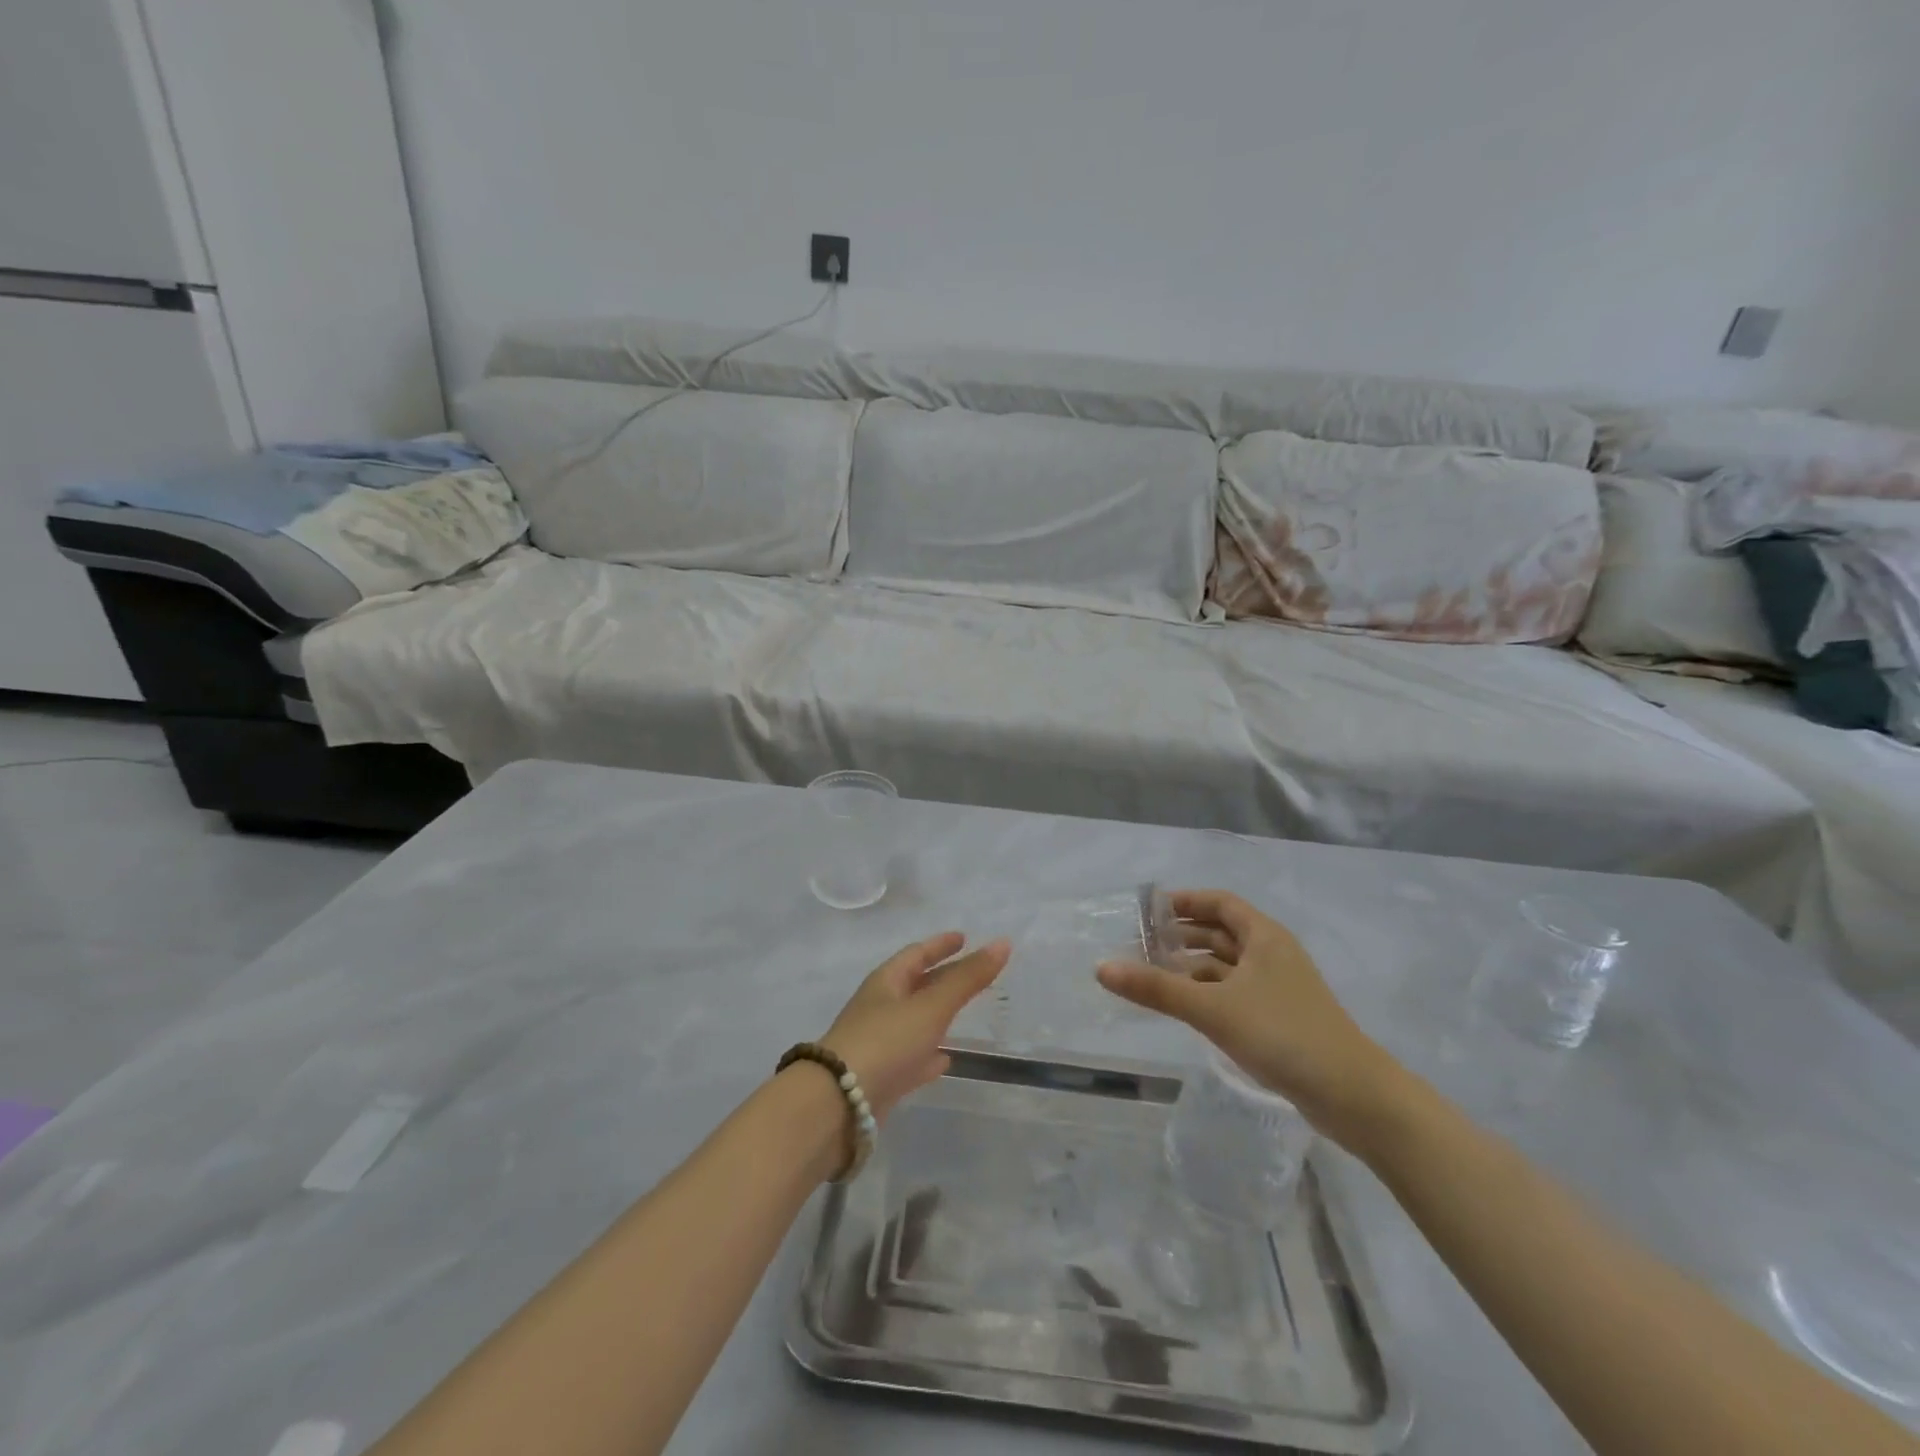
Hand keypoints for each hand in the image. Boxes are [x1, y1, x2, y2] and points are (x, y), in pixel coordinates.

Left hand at [819, 933, 1011, 1122]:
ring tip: (963, 1013)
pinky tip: (945, 1060)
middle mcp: (880, 1007)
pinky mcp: (881, 1077)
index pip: (917, 954)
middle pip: (916, 985)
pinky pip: (910, 1057)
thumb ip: (968, 978)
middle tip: (973, 973)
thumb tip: (1003, 943)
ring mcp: (878, 1042)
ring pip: (914, 1021)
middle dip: (942, 977)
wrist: (839, 1103)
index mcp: (886, 982)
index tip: (964, 938)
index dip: (941, 945)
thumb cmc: (886, 1041)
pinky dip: (929, 1054)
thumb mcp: (932, 1006)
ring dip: (936, 1015)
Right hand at [1097, 890, 1402, 1143]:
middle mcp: (1272, 954)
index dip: (1185, 902)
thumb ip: (1157, 989)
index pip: (1220, 903)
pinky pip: (1235, 993)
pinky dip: (1208, 992)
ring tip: (1154, 974)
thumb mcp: (1213, 1009)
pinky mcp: (1281, 1019)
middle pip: (1222, 932)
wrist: (1354, 1096)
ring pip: (1228, 965)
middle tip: (1141, 943)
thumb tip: (1102, 968)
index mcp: (1264, 937)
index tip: (1148, 910)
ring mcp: (1279, 988)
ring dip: (1193, 966)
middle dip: (1183, 935)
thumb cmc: (1283, 1035)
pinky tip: (1186, 1007)